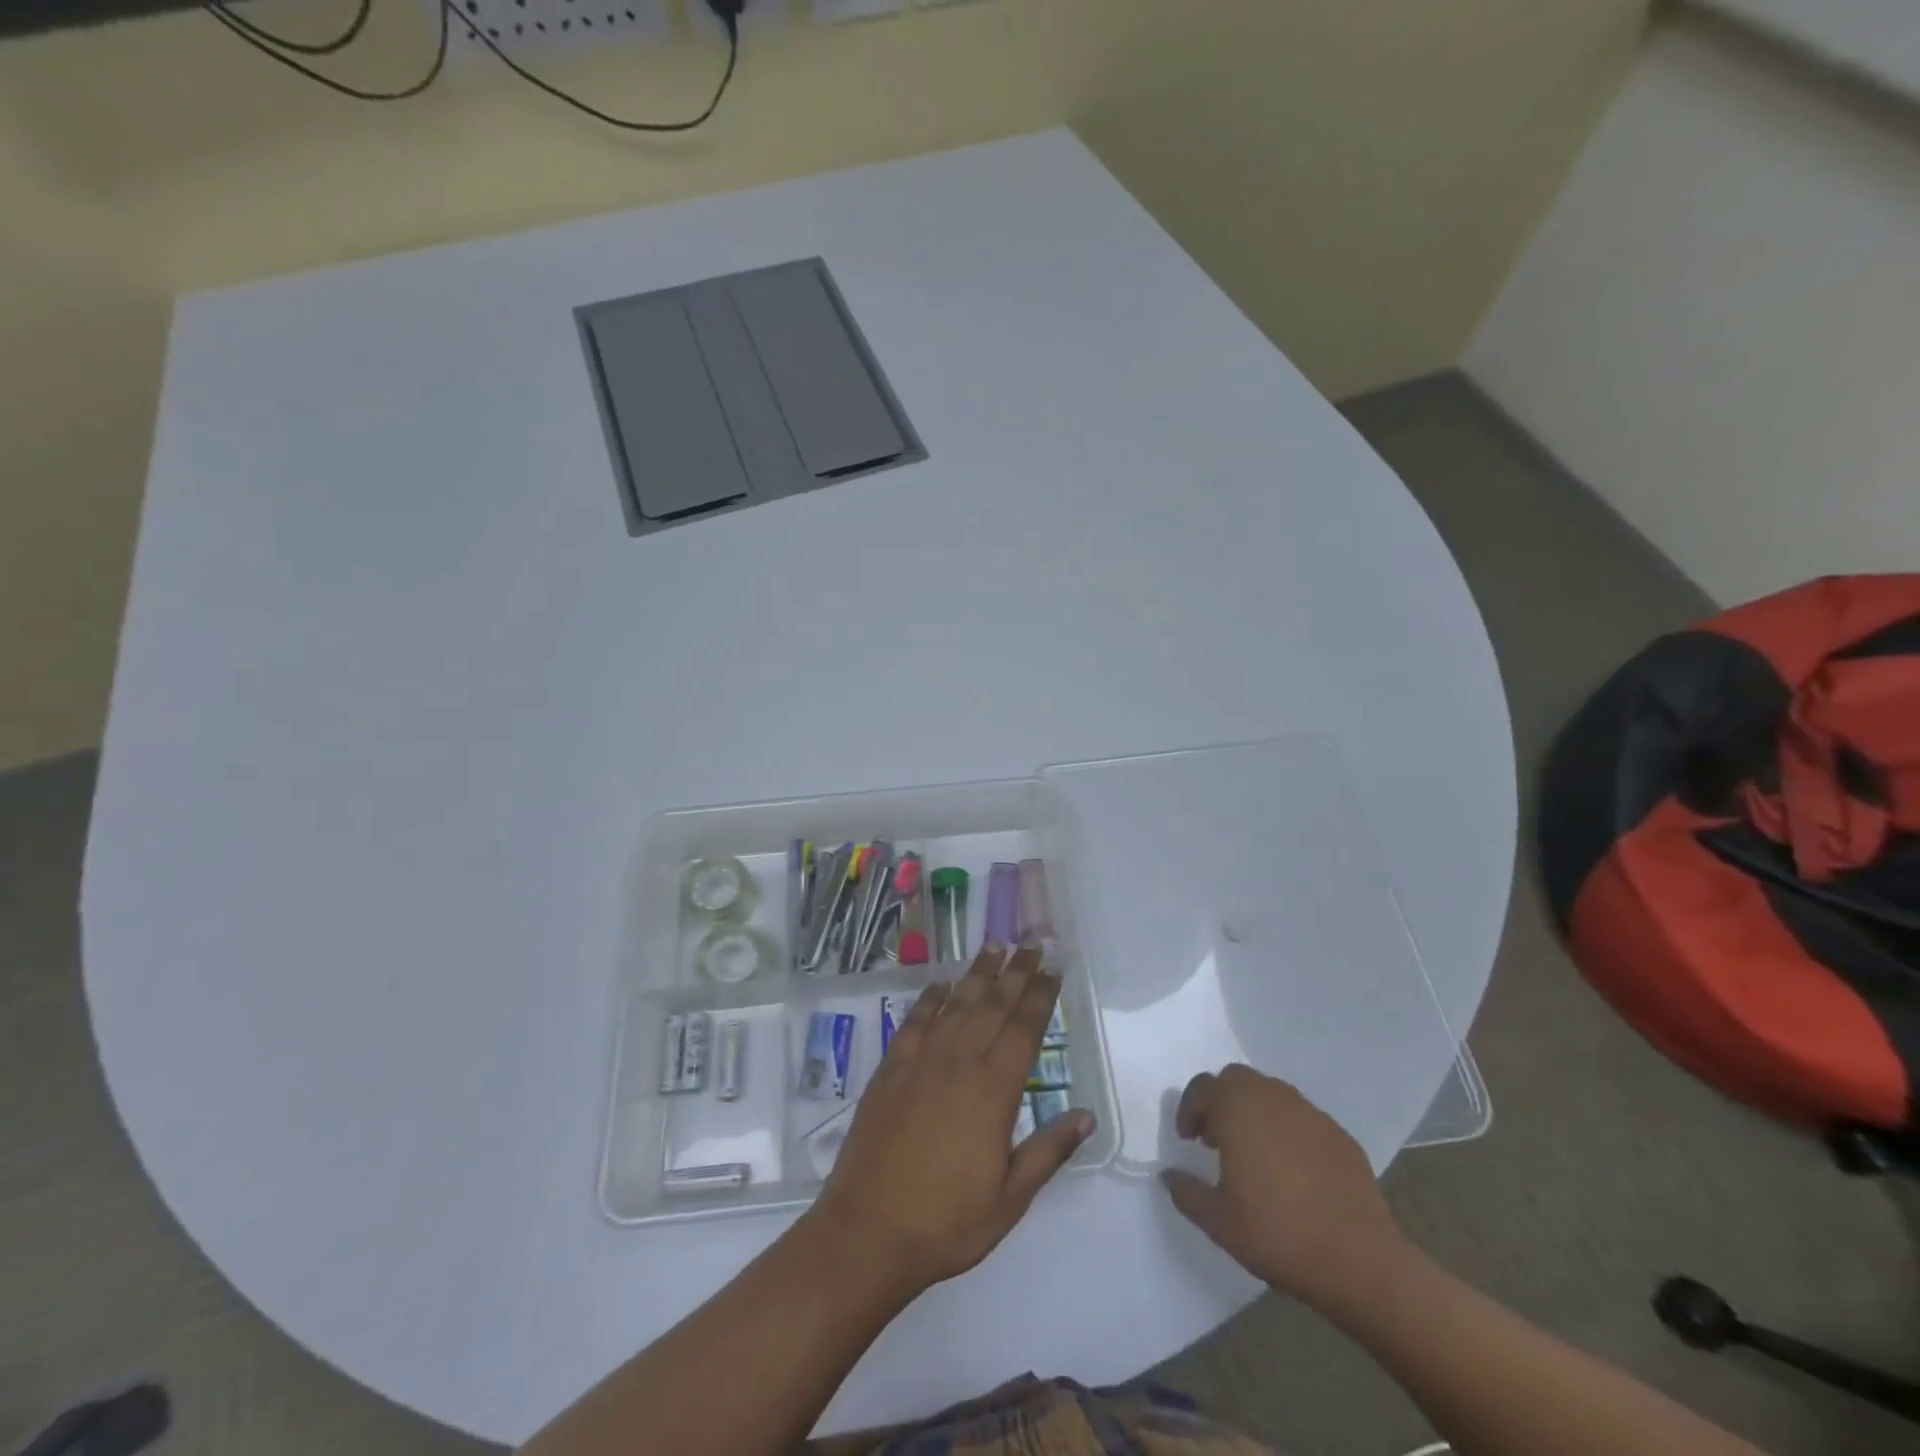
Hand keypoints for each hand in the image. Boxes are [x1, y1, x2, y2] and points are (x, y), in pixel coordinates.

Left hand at [804, 945, 1094, 1297]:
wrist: (867, 1231)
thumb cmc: (947, 1221)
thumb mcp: (1010, 1198)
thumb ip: (1049, 1151)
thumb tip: (1086, 1115)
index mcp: (993, 1091)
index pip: (1023, 1030)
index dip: (1040, 996)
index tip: (1053, 969)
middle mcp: (959, 1063)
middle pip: (992, 1006)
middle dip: (1015, 973)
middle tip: (1031, 943)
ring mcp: (921, 1062)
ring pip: (956, 1005)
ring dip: (977, 975)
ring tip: (993, 948)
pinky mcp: (890, 1069)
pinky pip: (915, 1022)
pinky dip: (929, 1000)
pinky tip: (940, 985)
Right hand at [1161, 1065, 1412, 1316]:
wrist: (1359, 1261)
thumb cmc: (1278, 1234)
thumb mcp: (1218, 1221)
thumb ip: (1187, 1192)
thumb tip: (1170, 1176)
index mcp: (1237, 1108)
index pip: (1202, 1088)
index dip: (1189, 1109)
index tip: (1188, 1139)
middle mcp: (1272, 1097)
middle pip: (1236, 1080)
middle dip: (1221, 1101)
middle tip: (1217, 1138)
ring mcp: (1310, 1113)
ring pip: (1271, 1094)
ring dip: (1254, 1112)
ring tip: (1254, 1152)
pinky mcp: (1339, 1134)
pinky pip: (1301, 1118)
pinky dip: (1287, 1130)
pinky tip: (1292, 1169)